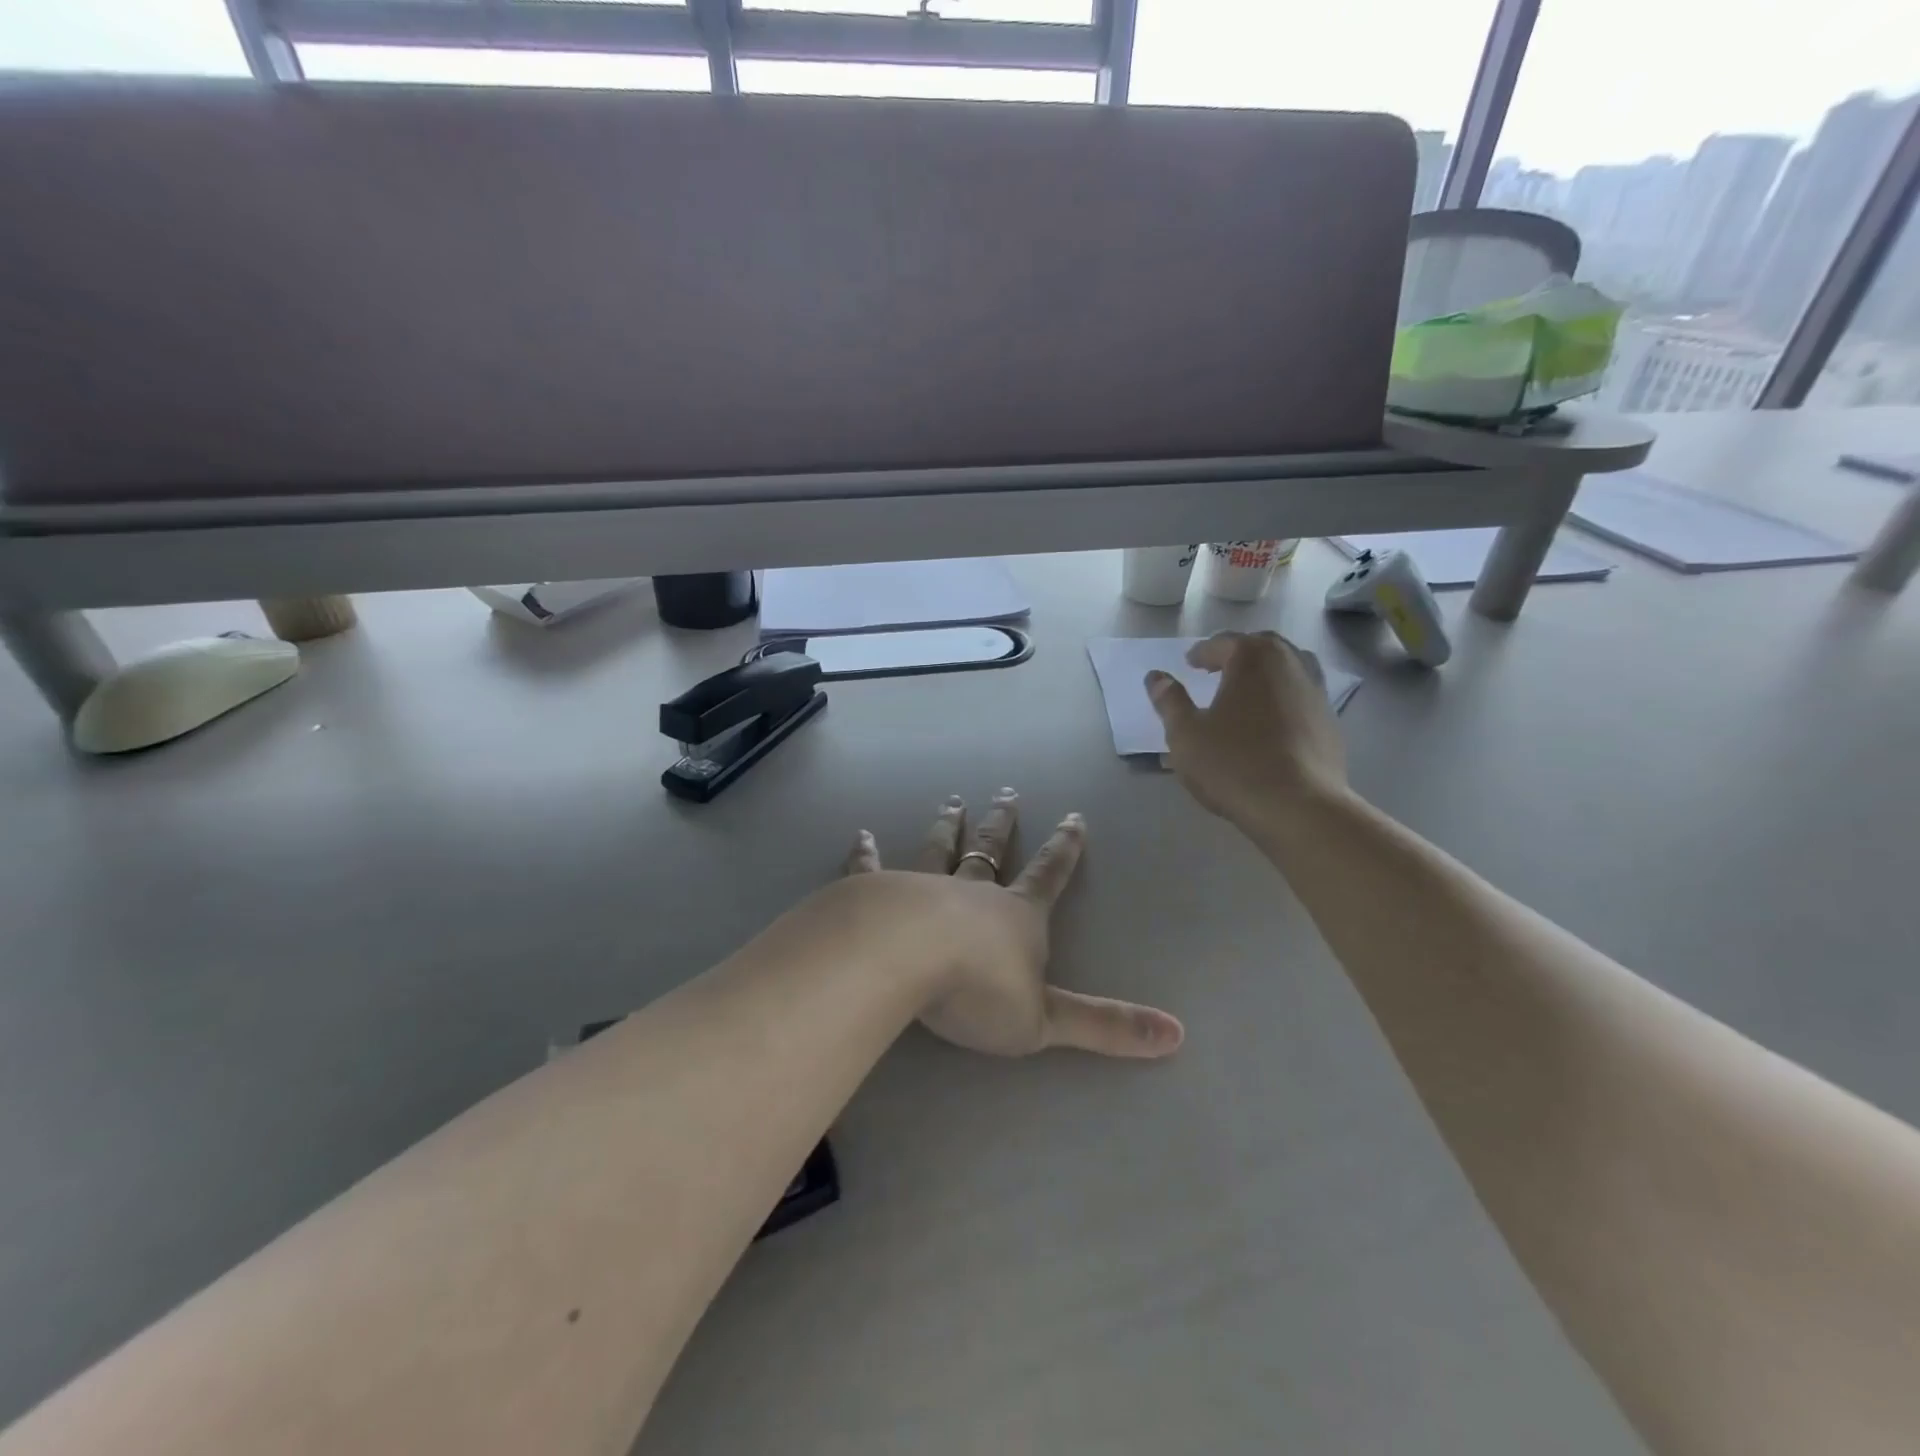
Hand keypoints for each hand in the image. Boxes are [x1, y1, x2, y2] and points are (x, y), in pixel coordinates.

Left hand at [844, 790, 1182, 1059]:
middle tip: (1006, 792)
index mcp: (1017, 917)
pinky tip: (860, 836)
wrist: (906, 960)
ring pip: (940, 850)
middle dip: (1003, 824)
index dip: (1064, 849)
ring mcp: (923, 886)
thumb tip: (1178, 1035)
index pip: (1049, 876)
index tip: (1073, 816)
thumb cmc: (979, 991)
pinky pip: (871, 868)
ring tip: (953, 801)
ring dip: (949, 827)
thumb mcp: (1047, 1019)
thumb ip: (1107, 1027)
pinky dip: (866, 853)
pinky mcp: (877, 892)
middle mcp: (972, 892)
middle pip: (992, 851)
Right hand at [1145, 631, 1349, 831]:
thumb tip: (1156, 677)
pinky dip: (1282, 699)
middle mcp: (1290, 663)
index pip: (1223, 643)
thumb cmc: (1233, 763)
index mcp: (1253, 658)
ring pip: (1287, 669)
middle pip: (1261, 647)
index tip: (1189, 664)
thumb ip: (1169, 701)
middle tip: (1216, 670)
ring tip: (1245, 694)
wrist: (1298, 806)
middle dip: (1237, 655)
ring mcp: (1316, 691)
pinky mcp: (1330, 721)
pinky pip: (1300, 697)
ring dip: (1264, 674)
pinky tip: (1269, 724)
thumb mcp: (1185, 733)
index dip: (1203, 653)